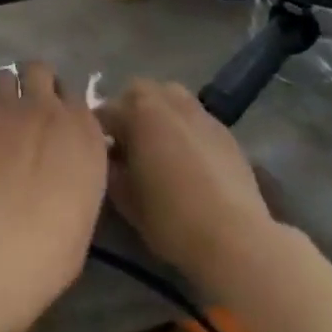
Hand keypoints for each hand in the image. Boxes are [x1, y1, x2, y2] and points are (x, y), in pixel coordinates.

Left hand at [0, 63, 107, 331]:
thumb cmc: (54, 246)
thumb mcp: (84, 202)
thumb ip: (75, 168)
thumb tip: (60, 166)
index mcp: (83, 129)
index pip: (76, 96)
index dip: (63, 107)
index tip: (55, 125)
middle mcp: (46, 107)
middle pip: (39, 70)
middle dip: (32, 84)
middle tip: (24, 111)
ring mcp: (4, 107)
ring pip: (2, 77)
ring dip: (1, 94)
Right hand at [96, 79, 278, 291]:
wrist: (235, 238)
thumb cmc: (171, 218)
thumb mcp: (124, 199)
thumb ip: (109, 169)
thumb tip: (108, 157)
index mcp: (138, 111)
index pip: (104, 112)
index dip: (96, 134)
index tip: (96, 157)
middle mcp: (168, 100)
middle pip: (138, 93)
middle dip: (127, 112)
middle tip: (126, 146)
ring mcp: (200, 113)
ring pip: (169, 99)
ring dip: (158, 114)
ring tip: (158, 147)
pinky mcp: (224, 130)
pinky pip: (194, 118)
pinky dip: (184, 129)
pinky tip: (188, 160)